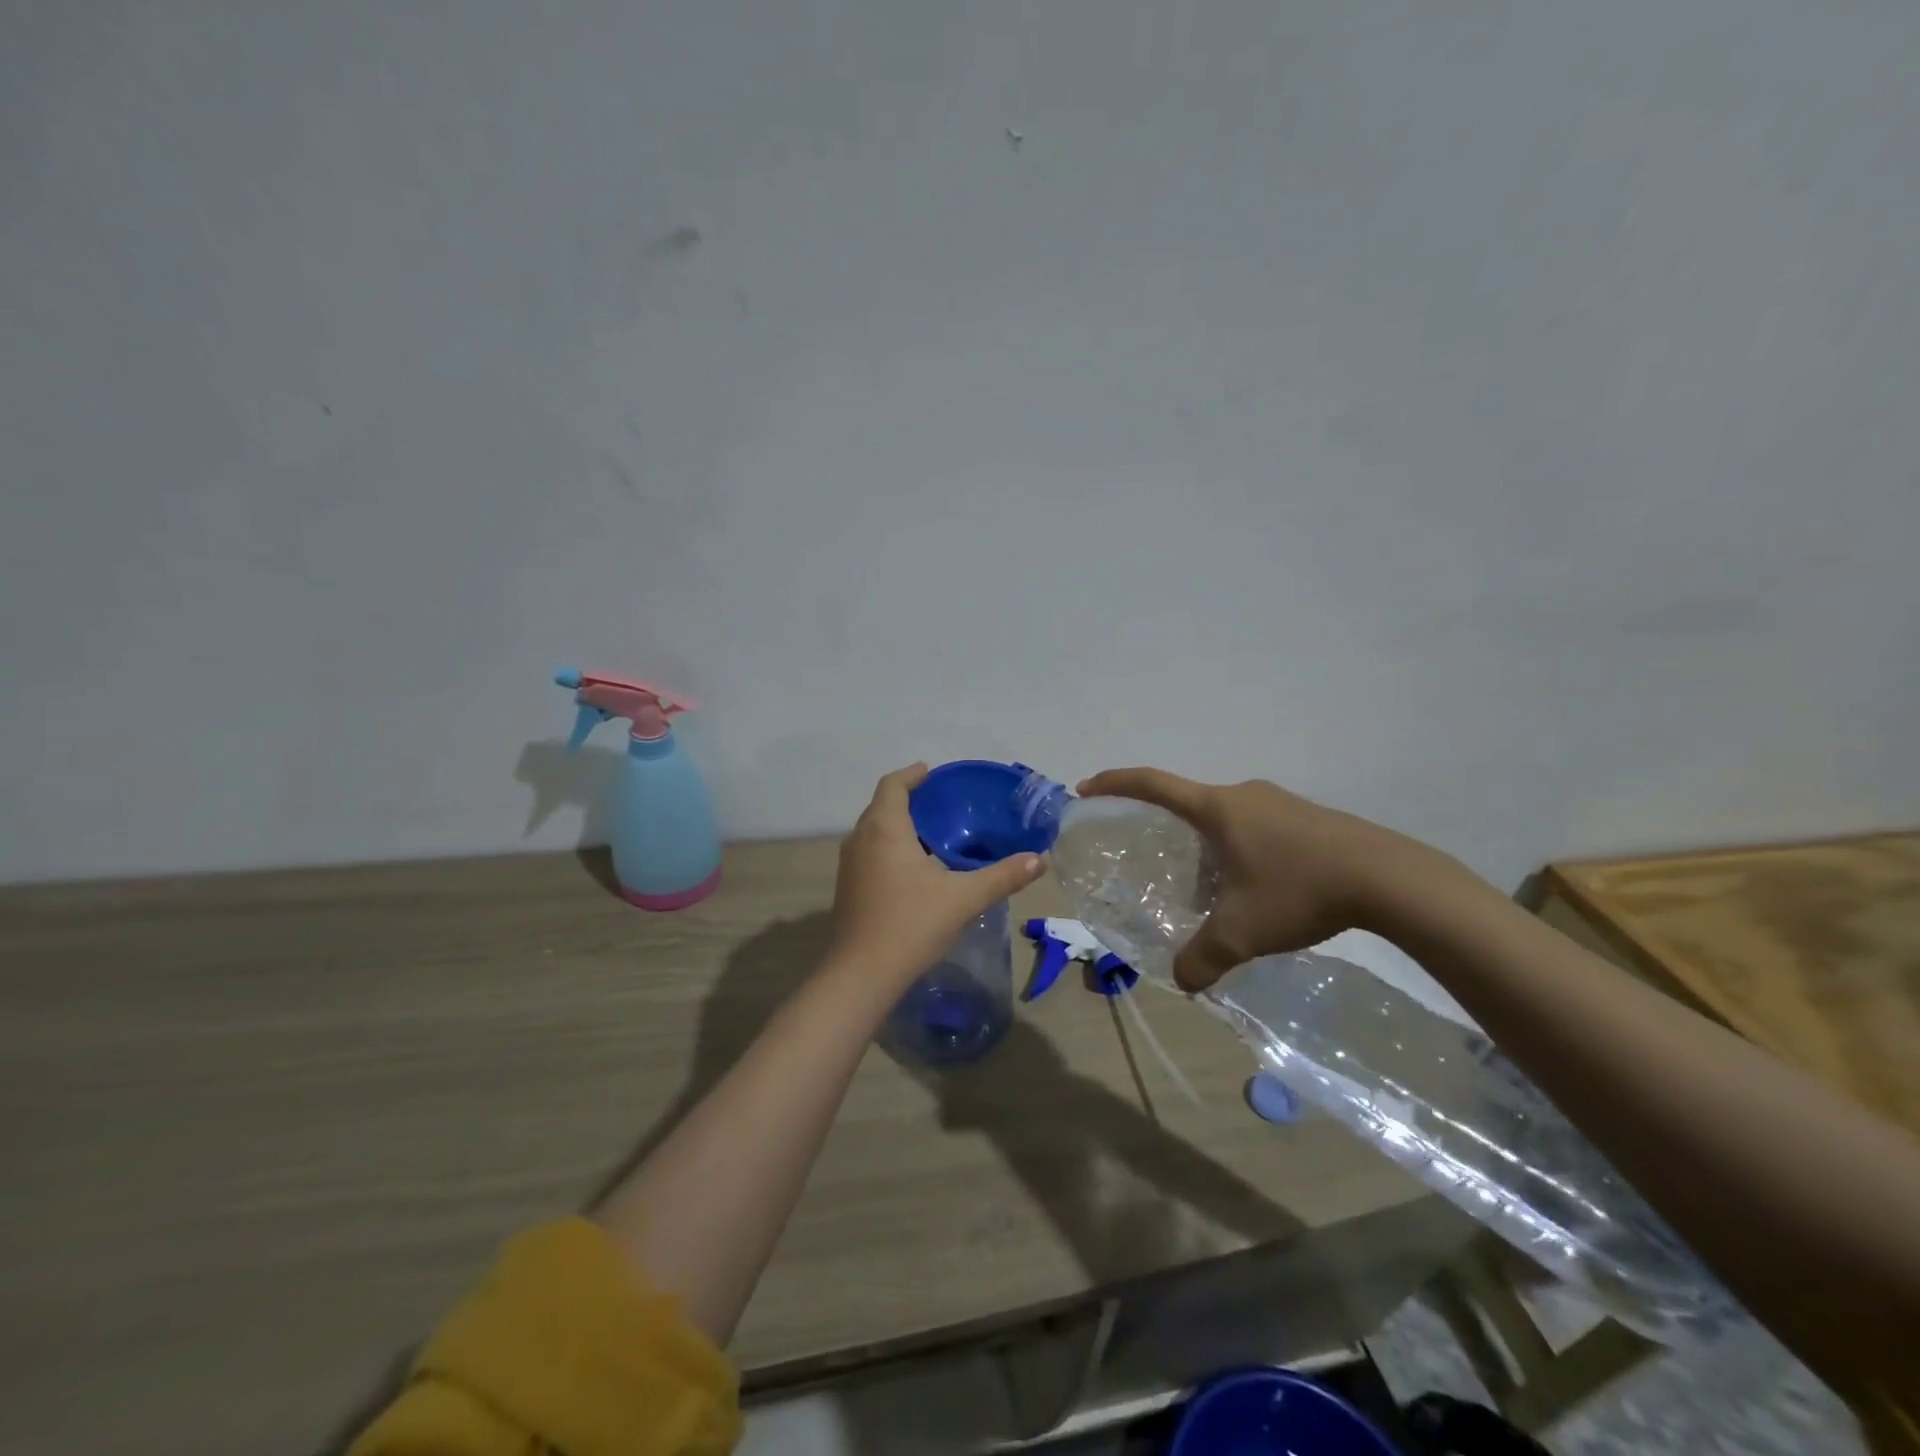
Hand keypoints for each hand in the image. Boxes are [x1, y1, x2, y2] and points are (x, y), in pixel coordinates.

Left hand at [830, 764, 1045, 984]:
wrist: (862, 975)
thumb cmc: (911, 924)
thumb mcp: (963, 898)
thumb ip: (1002, 876)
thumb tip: (1038, 859)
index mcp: (884, 829)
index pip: (892, 785)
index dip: (911, 774)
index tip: (931, 772)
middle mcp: (860, 839)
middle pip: (881, 806)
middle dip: (908, 799)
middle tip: (941, 803)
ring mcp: (849, 866)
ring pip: (873, 831)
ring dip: (897, 825)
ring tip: (932, 834)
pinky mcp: (848, 889)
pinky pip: (869, 853)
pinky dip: (889, 848)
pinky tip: (914, 869)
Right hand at [1077, 768, 1442, 992]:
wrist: (1389, 878)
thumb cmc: (1299, 891)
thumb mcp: (1242, 931)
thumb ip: (1202, 958)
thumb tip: (1181, 982)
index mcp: (1217, 808)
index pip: (1152, 784)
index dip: (1115, 783)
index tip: (1086, 787)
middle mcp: (1243, 796)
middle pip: (1190, 804)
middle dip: (1169, 832)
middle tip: (1160, 865)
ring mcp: (1279, 803)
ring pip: (1226, 819)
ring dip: (1208, 846)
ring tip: (1211, 888)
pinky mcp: (1307, 817)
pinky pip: (1256, 827)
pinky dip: (1240, 850)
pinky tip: (1257, 888)